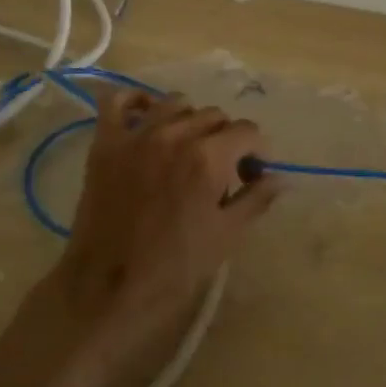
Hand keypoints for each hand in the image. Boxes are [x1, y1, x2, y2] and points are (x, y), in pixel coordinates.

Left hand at [48, 89, 277, 382]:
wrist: (109, 286)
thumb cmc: (175, 267)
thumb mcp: (227, 235)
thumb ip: (256, 199)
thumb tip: (280, 178)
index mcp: (208, 157)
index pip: (247, 131)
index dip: (256, 152)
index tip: (251, 174)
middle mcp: (174, 134)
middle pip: (213, 115)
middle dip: (226, 138)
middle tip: (221, 170)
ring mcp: (136, 135)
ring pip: (174, 103)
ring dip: (189, 120)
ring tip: (186, 148)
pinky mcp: (105, 142)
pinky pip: (118, 100)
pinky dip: (136, 101)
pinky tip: (147, 117)